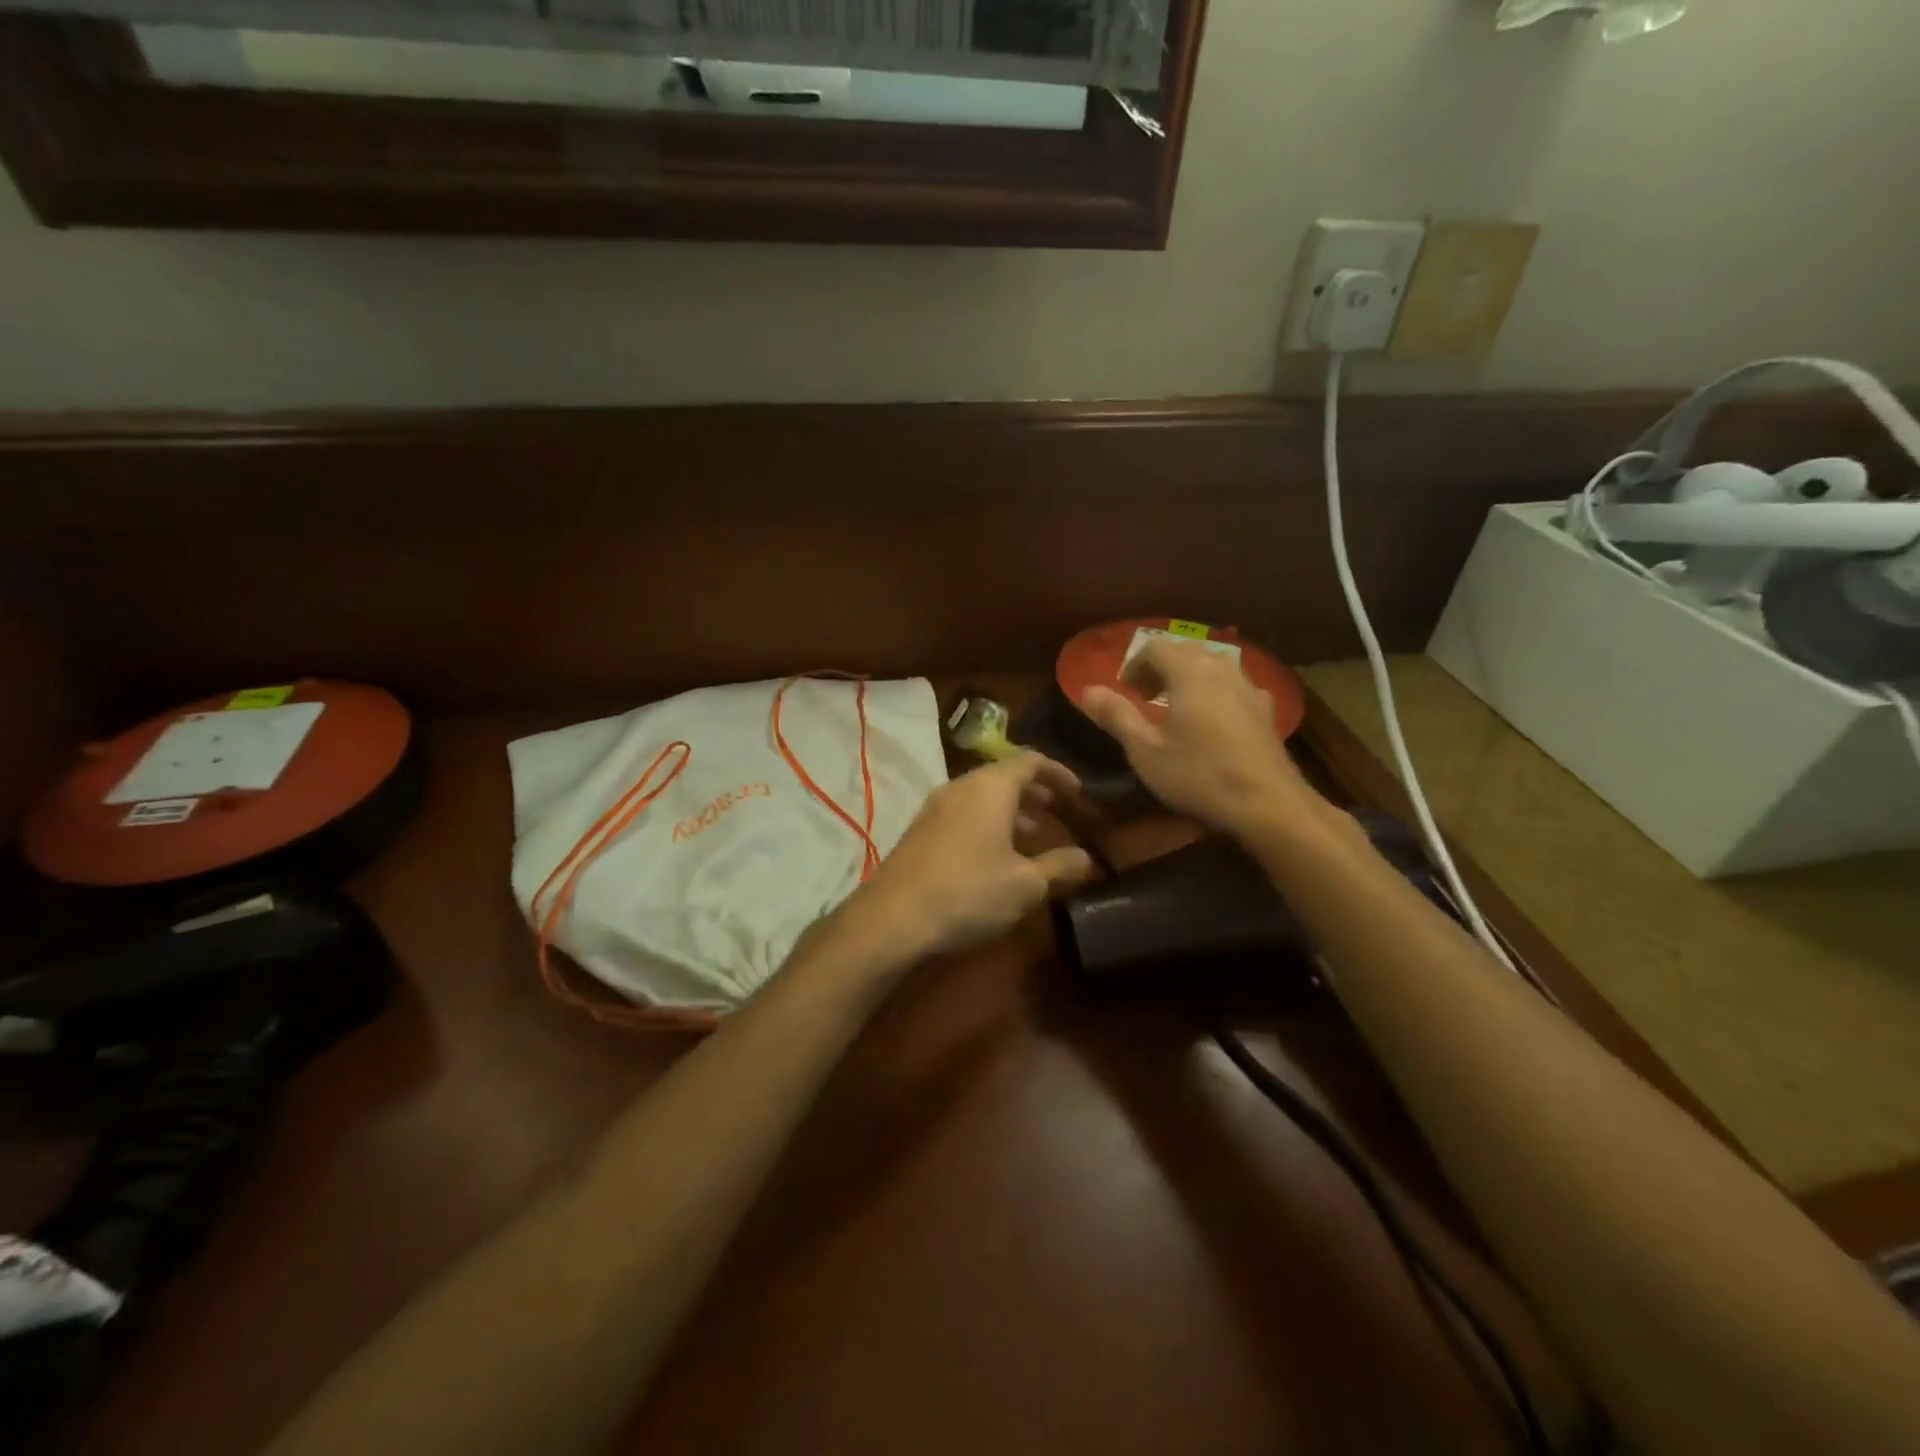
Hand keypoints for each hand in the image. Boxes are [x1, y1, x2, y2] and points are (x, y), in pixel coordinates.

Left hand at [842, 752, 1095, 964]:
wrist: (893, 918)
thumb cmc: (969, 891)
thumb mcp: (1026, 884)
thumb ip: (1060, 866)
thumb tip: (1086, 857)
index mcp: (991, 786)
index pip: (1031, 760)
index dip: (1058, 772)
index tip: (1078, 793)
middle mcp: (961, 786)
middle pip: (1004, 775)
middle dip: (1034, 792)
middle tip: (1058, 812)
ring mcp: (935, 806)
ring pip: (982, 795)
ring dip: (1010, 810)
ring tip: (1032, 836)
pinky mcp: (920, 829)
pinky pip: (963, 812)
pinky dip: (987, 822)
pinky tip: (995, 855)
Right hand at [1080, 639, 1327, 838]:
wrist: (1268, 804)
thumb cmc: (1199, 775)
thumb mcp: (1145, 750)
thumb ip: (1116, 715)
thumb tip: (1087, 690)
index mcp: (1189, 672)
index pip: (1155, 646)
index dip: (1134, 664)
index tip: (1124, 690)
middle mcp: (1221, 668)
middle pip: (1186, 650)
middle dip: (1160, 667)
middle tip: (1144, 696)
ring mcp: (1249, 687)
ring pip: (1213, 665)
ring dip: (1188, 677)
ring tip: (1175, 706)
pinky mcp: (1265, 709)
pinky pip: (1233, 685)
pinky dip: (1213, 691)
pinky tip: (1211, 721)